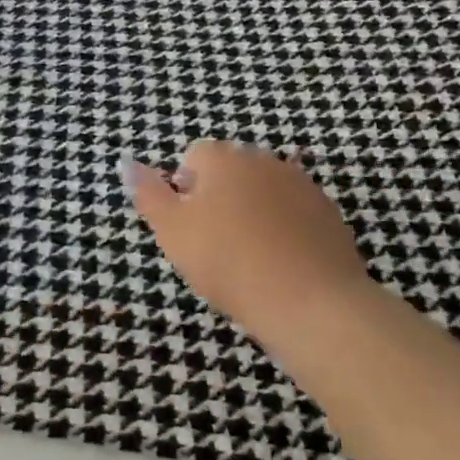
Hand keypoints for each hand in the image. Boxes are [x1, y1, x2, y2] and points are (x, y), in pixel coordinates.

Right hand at [126, 140, 377, 342]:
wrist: (310, 302)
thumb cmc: (227, 262)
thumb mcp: (171, 231)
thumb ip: (148, 194)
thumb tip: (129, 163)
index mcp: (223, 158)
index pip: (194, 157)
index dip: (183, 189)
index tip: (186, 225)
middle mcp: (264, 160)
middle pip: (230, 171)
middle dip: (218, 197)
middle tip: (212, 242)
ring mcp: (302, 185)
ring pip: (263, 191)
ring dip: (251, 211)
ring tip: (247, 255)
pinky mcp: (329, 214)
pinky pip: (294, 213)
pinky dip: (283, 229)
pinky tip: (279, 262)